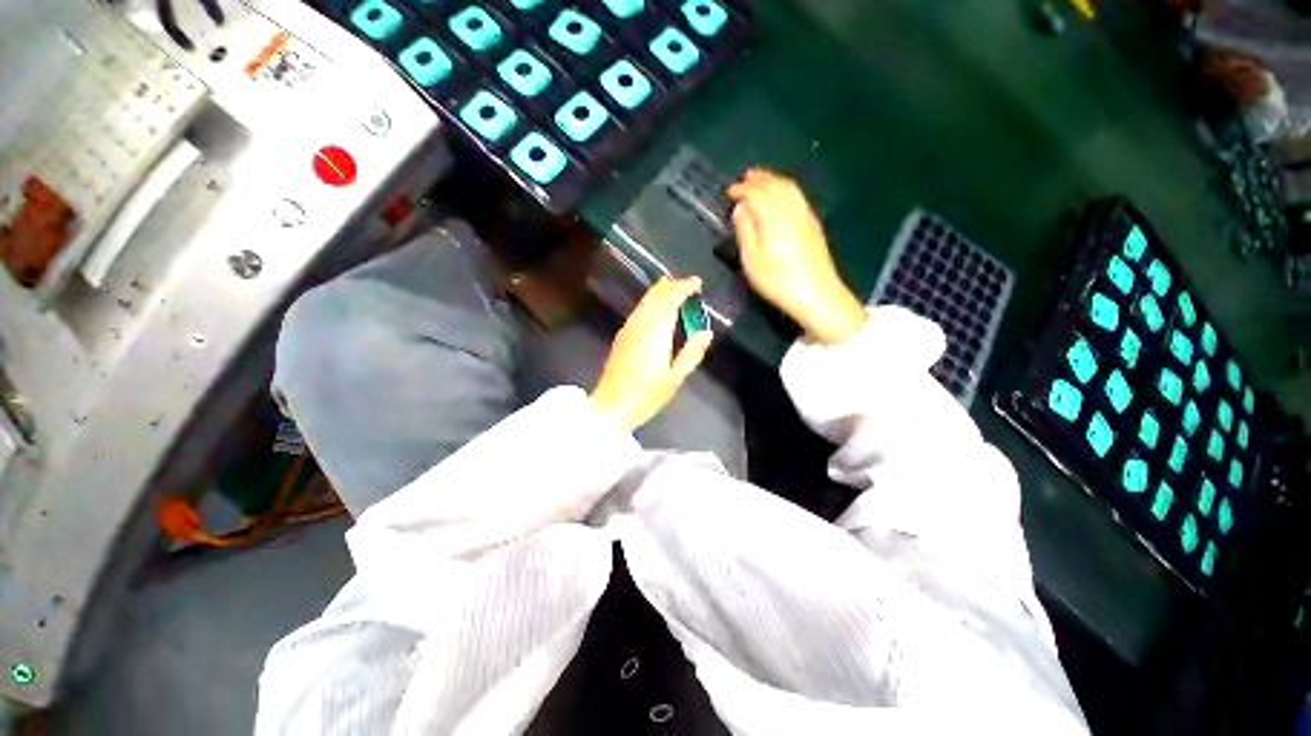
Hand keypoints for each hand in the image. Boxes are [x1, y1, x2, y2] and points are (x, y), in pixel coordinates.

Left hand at [591, 277, 713, 431]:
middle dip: (672, 286)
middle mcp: (640, 325)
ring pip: (645, 301)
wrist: (610, 407)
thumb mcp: (675, 378)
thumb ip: (692, 353)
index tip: (698, 283)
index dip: (683, 287)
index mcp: (655, 333)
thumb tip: (706, 332)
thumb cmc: (646, 396)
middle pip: (655, 296)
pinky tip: (656, 308)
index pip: (669, 299)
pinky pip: (639, 310)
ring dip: (660, 292)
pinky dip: (650, 302)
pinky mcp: (621, 336)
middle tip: (689, 285)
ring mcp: (628, 329)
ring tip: (674, 289)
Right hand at [727, 169, 867, 344]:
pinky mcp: (813, 224)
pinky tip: (780, 196)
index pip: (756, 194)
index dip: (741, 190)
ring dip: (772, 180)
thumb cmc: (778, 281)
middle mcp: (791, 210)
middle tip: (743, 179)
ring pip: (789, 188)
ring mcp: (805, 215)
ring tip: (760, 180)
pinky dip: (785, 189)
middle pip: (775, 185)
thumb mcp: (752, 260)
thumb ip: (745, 231)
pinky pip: (797, 196)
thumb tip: (741, 208)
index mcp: (774, 218)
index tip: (728, 192)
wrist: (817, 295)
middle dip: (758, 179)